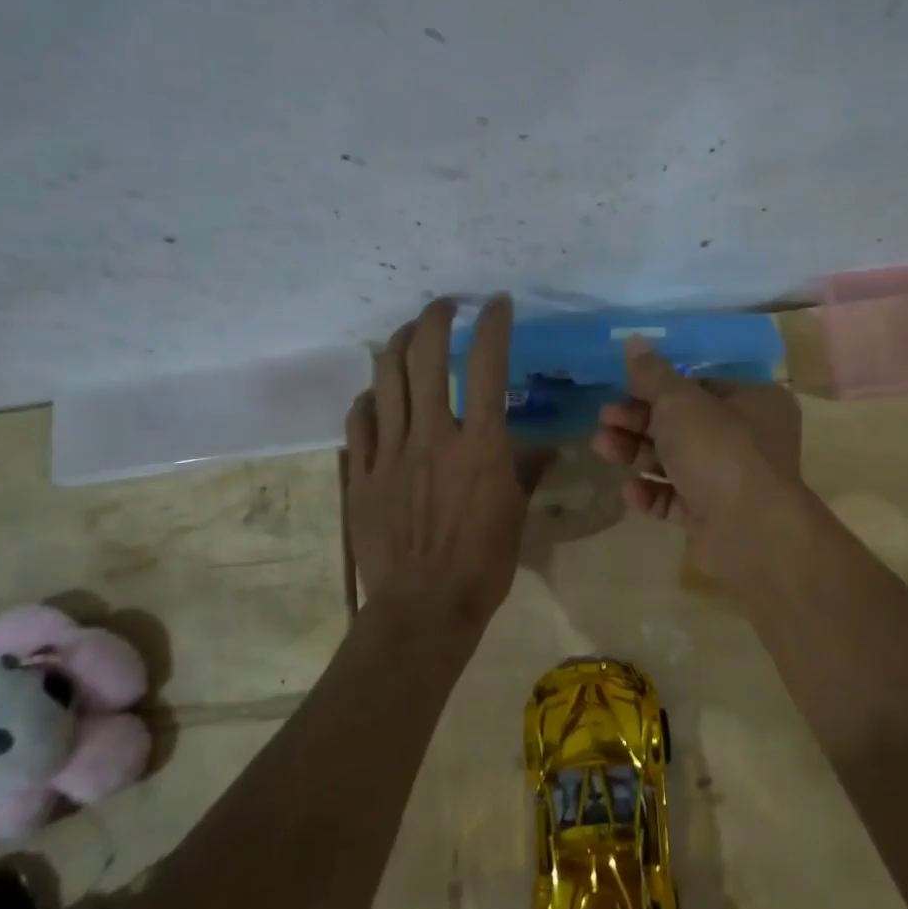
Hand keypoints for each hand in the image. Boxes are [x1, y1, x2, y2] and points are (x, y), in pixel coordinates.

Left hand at [346, 296, 535, 640]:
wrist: (424, 605)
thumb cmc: (483, 562)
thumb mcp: (516, 513)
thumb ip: (527, 471)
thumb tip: (547, 449)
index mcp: (481, 445)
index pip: (488, 366)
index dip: (493, 325)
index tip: (497, 303)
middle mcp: (435, 435)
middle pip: (426, 357)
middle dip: (435, 318)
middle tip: (443, 306)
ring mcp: (392, 451)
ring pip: (387, 378)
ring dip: (398, 344)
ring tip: (408, 333)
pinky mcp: (363, 472)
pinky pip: (360, 420)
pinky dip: (369, 397)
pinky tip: (376, 393)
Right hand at [590, 340, 803, 578]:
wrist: (750, 531)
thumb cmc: (719, 450)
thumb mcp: (680, 402)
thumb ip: (652, 374)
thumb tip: (633, 341)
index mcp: (753, 401)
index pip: (700, 386)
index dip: (659, 387)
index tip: (623, 389)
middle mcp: (748, 439)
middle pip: (684, 424)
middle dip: (639, 421)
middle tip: (605, 419)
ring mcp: (732, 480)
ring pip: (676, 461)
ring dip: (637, 453)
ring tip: (601, 447)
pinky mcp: (715, 516)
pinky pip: (677, 498)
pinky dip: (652, 493)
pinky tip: (629, 491)